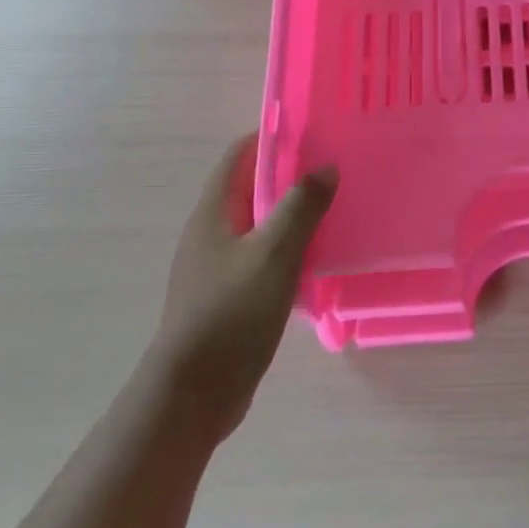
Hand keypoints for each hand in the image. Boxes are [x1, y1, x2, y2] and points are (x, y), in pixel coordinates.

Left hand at [155, 136, 337, 436]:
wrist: (193, 394)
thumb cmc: (231, 313)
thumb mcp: (274, 253)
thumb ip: (302, 206)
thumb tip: (326, 167)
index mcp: (213, 213)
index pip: (239, 156)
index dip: (272, 138)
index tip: (314, 133)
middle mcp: (210, 233)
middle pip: (251, 188)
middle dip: (290, 175)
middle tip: (335, 170)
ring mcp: (217, 266)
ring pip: (259, 225)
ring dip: (292, 214)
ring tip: (335, 209)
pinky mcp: (228, 296)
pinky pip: (262, 257)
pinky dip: (288, 248)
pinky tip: (317, 258)